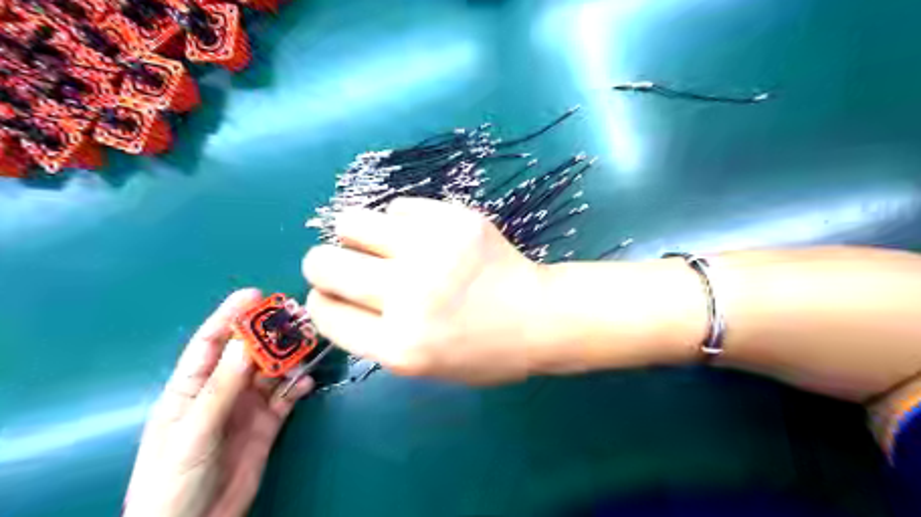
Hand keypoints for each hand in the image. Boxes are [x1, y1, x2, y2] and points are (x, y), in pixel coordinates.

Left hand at [123, 291, 313, 515]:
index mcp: (191, 389)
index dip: (230, 316)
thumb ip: (221, 387)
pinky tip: (307, 382)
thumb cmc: (175, 481)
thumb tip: (244, 342)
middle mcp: (222, 391)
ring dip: (290, 359)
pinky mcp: (268, 424)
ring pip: (273, 372)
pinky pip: (286, 397)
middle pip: (249, 354)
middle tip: (295, 317)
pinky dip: (299, 386)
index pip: (211, 343)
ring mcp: (247, 407)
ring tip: (308, 348)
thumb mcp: (194, 432)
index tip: (254, 295)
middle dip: (270, 334)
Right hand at [303, 198, 549, 384]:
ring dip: (357, 235)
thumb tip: (335, 294)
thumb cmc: (483, 351)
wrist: (540, 317)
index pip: (323, 312)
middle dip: (323, 264)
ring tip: (382, 245)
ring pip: (352, 222)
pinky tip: (423, 236)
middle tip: (348, 264)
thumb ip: (372, 334)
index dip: (323, 300)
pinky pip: (399, 207)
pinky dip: (401, 222)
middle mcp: (408, 296)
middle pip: (323, 262)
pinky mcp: (455, 219)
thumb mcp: (421, 365)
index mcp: (398, 346)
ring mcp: (432, 251)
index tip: (335, 295)